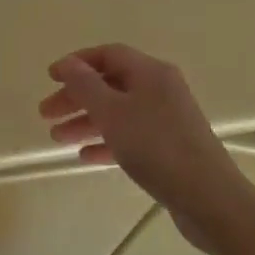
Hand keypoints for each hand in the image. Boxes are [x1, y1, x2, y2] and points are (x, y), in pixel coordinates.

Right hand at [40, 44, 248, 252]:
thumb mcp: (112, 113)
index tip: (50, 78)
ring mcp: (166, 119)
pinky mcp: (169, 148)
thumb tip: (69, 64)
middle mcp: (160, 89)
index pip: (108, 55)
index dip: (77, 63)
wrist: (209, 199)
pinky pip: (130, 136)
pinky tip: (85, 156)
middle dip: (76, 97)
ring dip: (86, 122)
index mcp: (150, 72)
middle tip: (46, 114)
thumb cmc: (156, 147)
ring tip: (57, 139)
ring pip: (118, 112)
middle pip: (110, 84)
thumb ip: (86, 86)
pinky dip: (106, 142)